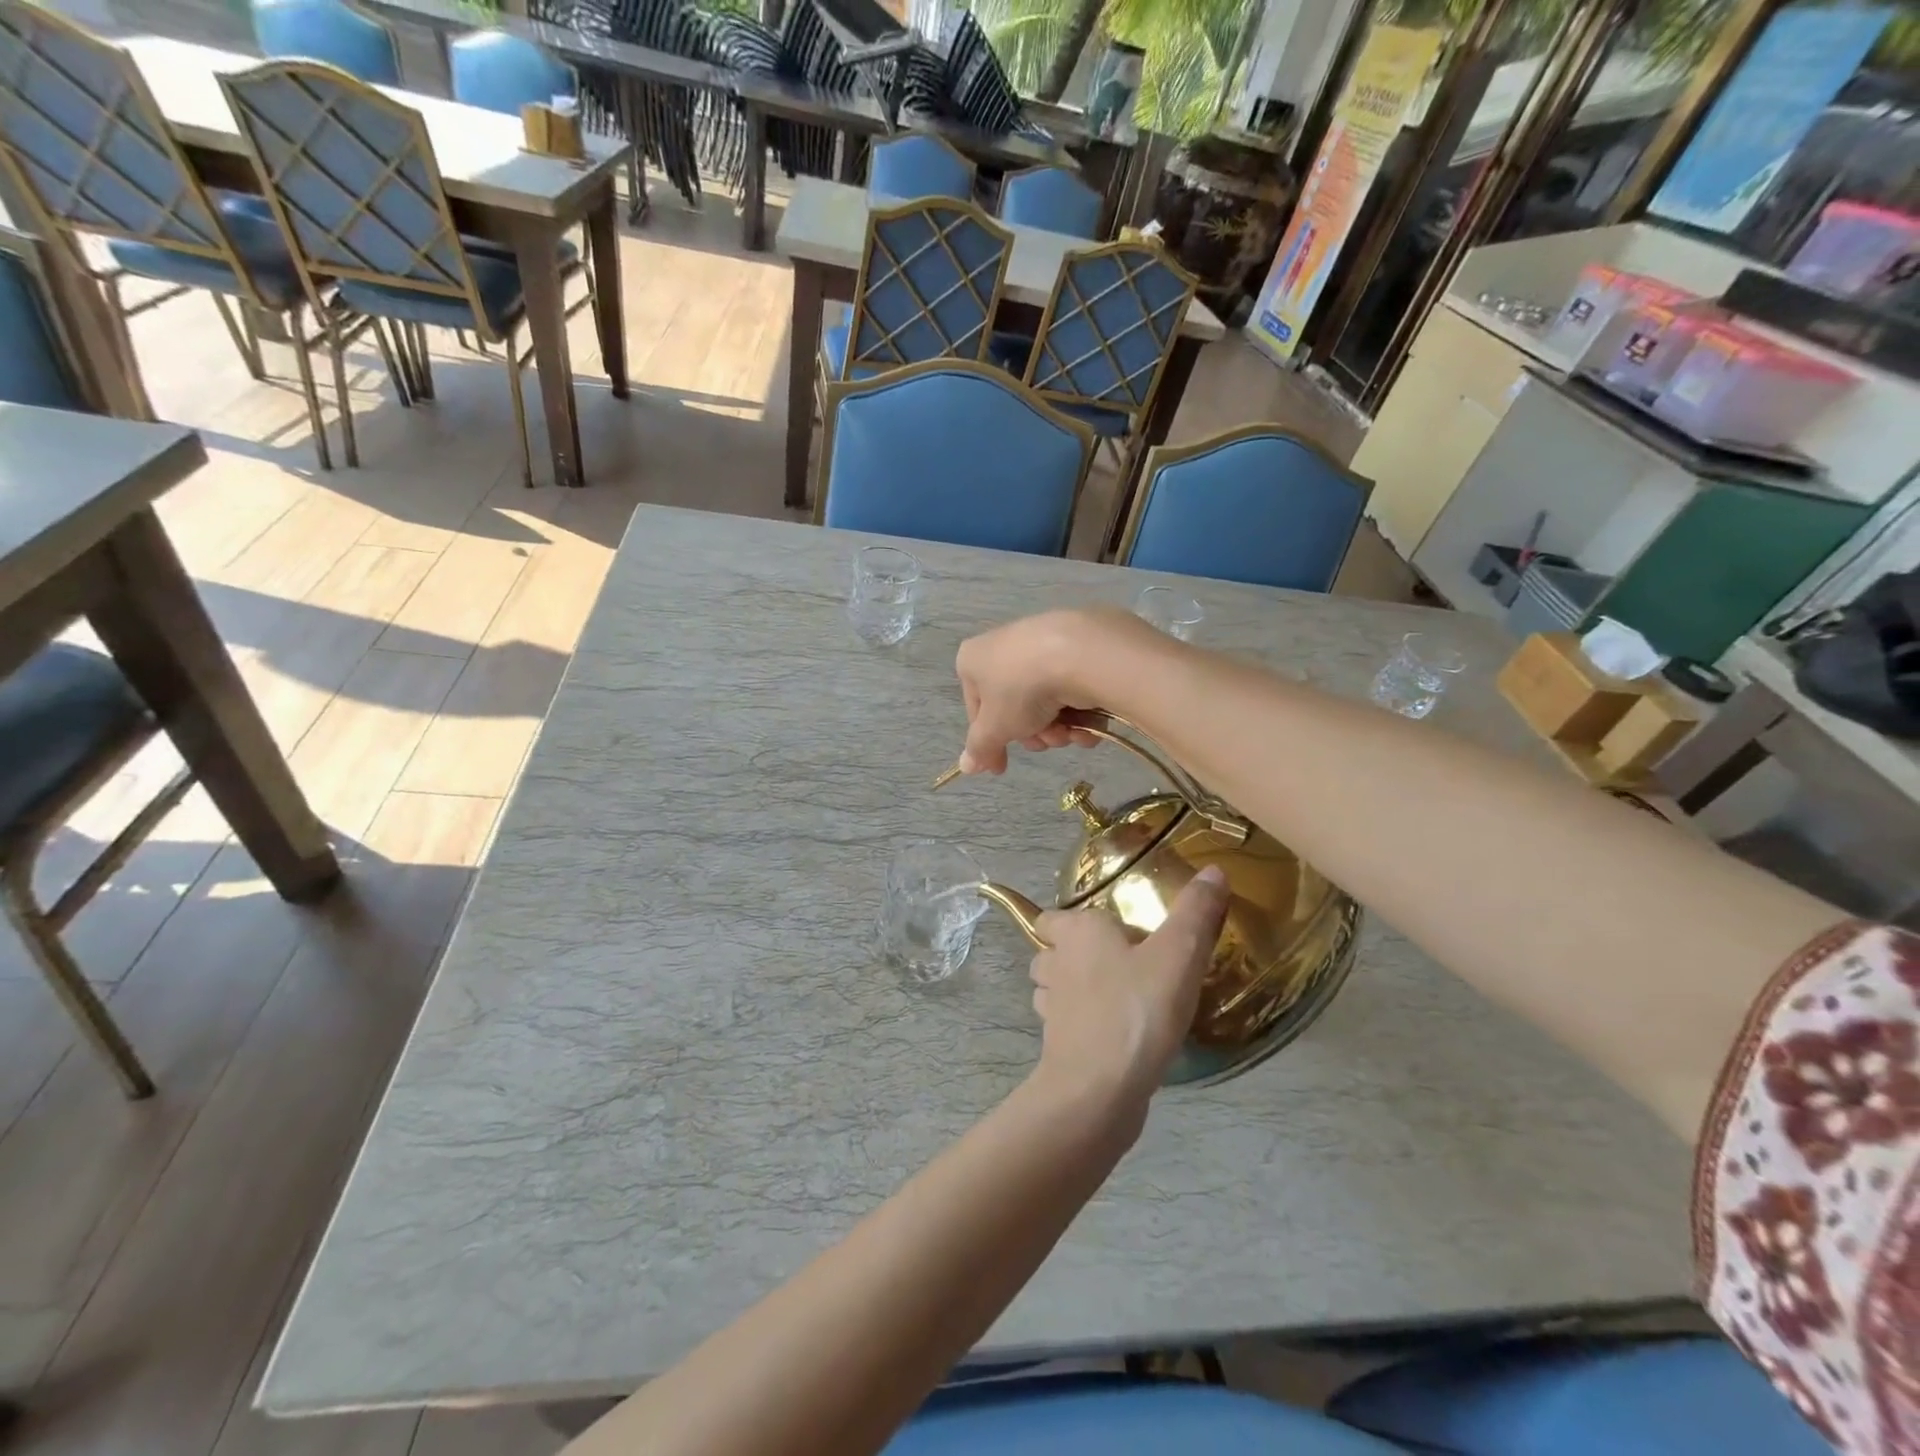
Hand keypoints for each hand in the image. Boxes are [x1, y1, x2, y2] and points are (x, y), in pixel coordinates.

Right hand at [955, 609, 1157, 774]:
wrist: (1079, 653)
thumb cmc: (1021, 690)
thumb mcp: (995, 727)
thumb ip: (980, 748)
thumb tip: (966, 767)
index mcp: (973, 660)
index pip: (976, 710)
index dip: (990, 742)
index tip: (1001, 767)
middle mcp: (1003, 647)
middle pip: (1014, 707)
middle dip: (1033, 733)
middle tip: (1045, 742)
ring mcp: (1040, 644)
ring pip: (1044, 701)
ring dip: (1057, 727)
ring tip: (1069, 732)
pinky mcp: (1075, 646)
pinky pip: (1069, 686)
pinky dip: (1079, 710)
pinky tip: (1088, 723)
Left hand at [1028, 867, 1230, 1114]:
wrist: (1100, 1088)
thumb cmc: (1137, 1009)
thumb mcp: (1179, 954)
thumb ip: (1196, 912)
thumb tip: (1213, 870)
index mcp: (1076, 932)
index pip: (1052, 916)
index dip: (1070, 920)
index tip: (1106, 928)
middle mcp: (1055, 964)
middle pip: (1051, 951)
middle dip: (1072, 953)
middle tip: (1117, 961)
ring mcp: (1051, 1008)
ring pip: (1053, 988)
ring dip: (1074, 989)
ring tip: (1115, 995)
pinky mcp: (1058, 1046)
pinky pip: (1066, 1025)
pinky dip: (1082, 1024)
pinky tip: (1115, 1033)